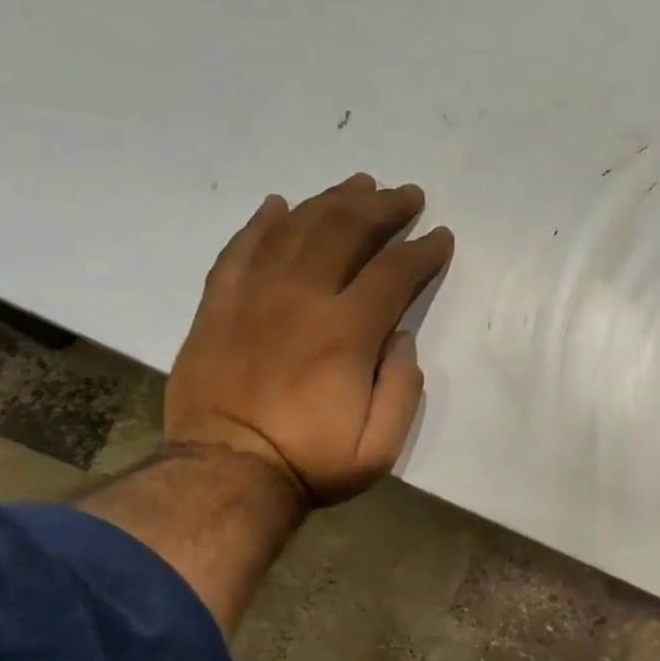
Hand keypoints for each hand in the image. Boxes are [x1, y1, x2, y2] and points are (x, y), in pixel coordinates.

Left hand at [166, 175, 454, 505]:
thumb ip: (402, 388)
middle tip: (407, 195)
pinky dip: (262, 223)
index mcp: (345, 334)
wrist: (225, 475)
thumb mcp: (380, 447)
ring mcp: (252, 297)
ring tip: (358, 184)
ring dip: (331, 201)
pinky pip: (240, 249)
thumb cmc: (311, 463)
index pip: (392, 272)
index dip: (422, 250)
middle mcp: (299, 300)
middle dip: (382, 208)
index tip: (441, 237)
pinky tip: (279, 204)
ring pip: (295, 228)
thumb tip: (400, 337)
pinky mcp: (218, 306)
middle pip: (344, 232)